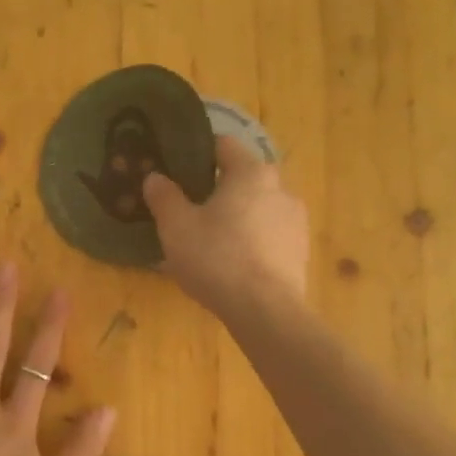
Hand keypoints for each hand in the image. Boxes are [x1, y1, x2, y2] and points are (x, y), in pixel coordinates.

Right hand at [143, 136, 309, 316]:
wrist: (265, 310)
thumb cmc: (217, 258)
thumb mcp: (176, 227)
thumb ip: (164, 197)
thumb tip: (155, 177)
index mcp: (251, 172)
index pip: (223, 145)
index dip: (198, 152)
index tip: (177, 168)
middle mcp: (280, 188)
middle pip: (243, 178)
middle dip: (217, 189)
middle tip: (190, 209)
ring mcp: (296, 221)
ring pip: (258, 209)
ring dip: (237, 217)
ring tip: (211, 241)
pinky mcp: (300, 252)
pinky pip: (269, 236)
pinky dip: (251, 242)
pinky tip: (232, 264)